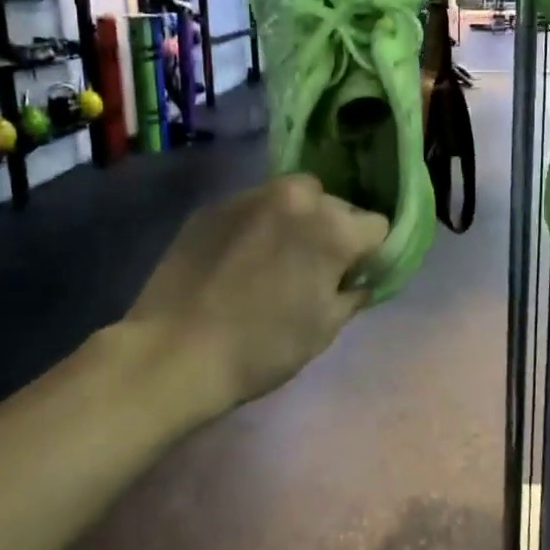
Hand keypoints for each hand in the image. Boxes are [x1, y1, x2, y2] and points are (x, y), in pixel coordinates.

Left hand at [125, 174, 388, 414]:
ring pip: (293, 198)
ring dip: (297, 220)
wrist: (173, 353)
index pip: (376, 226)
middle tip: (314, 268)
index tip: (353, 276)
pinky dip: (259, 225)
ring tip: (275, 258)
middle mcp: (297, 198)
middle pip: (335, 205)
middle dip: (334, 231)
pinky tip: (240, 260)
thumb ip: (354, 292)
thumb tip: (362, 279)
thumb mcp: (325, 328)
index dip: (371, 253)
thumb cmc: (263, 347)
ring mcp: (250, 196)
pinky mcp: (213, 206)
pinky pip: (254, 207)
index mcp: (333, 228)